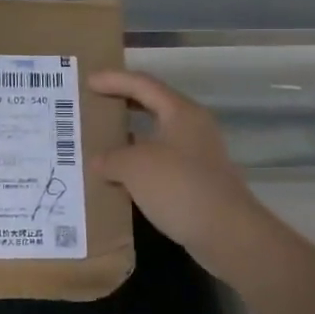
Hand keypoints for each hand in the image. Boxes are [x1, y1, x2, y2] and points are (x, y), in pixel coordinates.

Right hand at [88, 70, 266, 262]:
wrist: (226, 233)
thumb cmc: (179, 186)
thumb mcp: (134, 167)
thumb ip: (111, 158)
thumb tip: (99, 162)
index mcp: (180, 112)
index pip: (143, 84)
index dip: (114, 80)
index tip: (88, 81)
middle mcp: (192, 127)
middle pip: (153, 106)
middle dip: (123, 104)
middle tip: (95, 105)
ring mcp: (198, 156)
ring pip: (157, 137)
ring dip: (130, 139)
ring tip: (100, 142)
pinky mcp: (197, 182)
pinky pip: (161, 164)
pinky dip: (139, 166)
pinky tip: (119, 178)